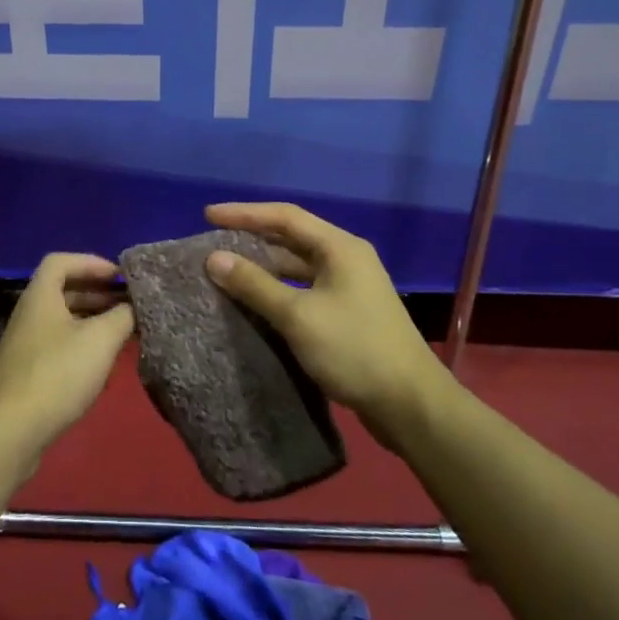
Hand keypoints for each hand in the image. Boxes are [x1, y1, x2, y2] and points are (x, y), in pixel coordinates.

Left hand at [0, 253, 134, 458]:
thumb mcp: (100, 340)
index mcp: (40, 296)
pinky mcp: (27, 373)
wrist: (12, 432)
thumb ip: (122, 316)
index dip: (91, 262)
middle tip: (128, 304)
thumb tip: (133, 307)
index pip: (62, 261)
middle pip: (63, 290)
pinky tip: (101, 366)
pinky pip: (58, 346)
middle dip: (97, 293)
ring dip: (92, 321)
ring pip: (62, 320)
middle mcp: (29, 314)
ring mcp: (25, 345)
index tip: (119, 278)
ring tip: (122, 333)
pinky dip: (81, 346)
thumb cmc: (57, 374)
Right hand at [203, 202, 450, 446]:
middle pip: (292, 238)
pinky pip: (304, 291)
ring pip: (297, 267)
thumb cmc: (354, 350)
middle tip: (214, 242)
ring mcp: (349, 288)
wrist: (410, 405)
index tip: (208, 215)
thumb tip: (214, 258)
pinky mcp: (348, 315)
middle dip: (252, 238)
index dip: (244, 213)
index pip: (285, 217)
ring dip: (264, 267)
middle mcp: (346, 260)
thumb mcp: (298, 315)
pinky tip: (255, 303)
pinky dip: (278, 291)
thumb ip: (255, 284)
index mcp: (340, 248)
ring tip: (227, 271)